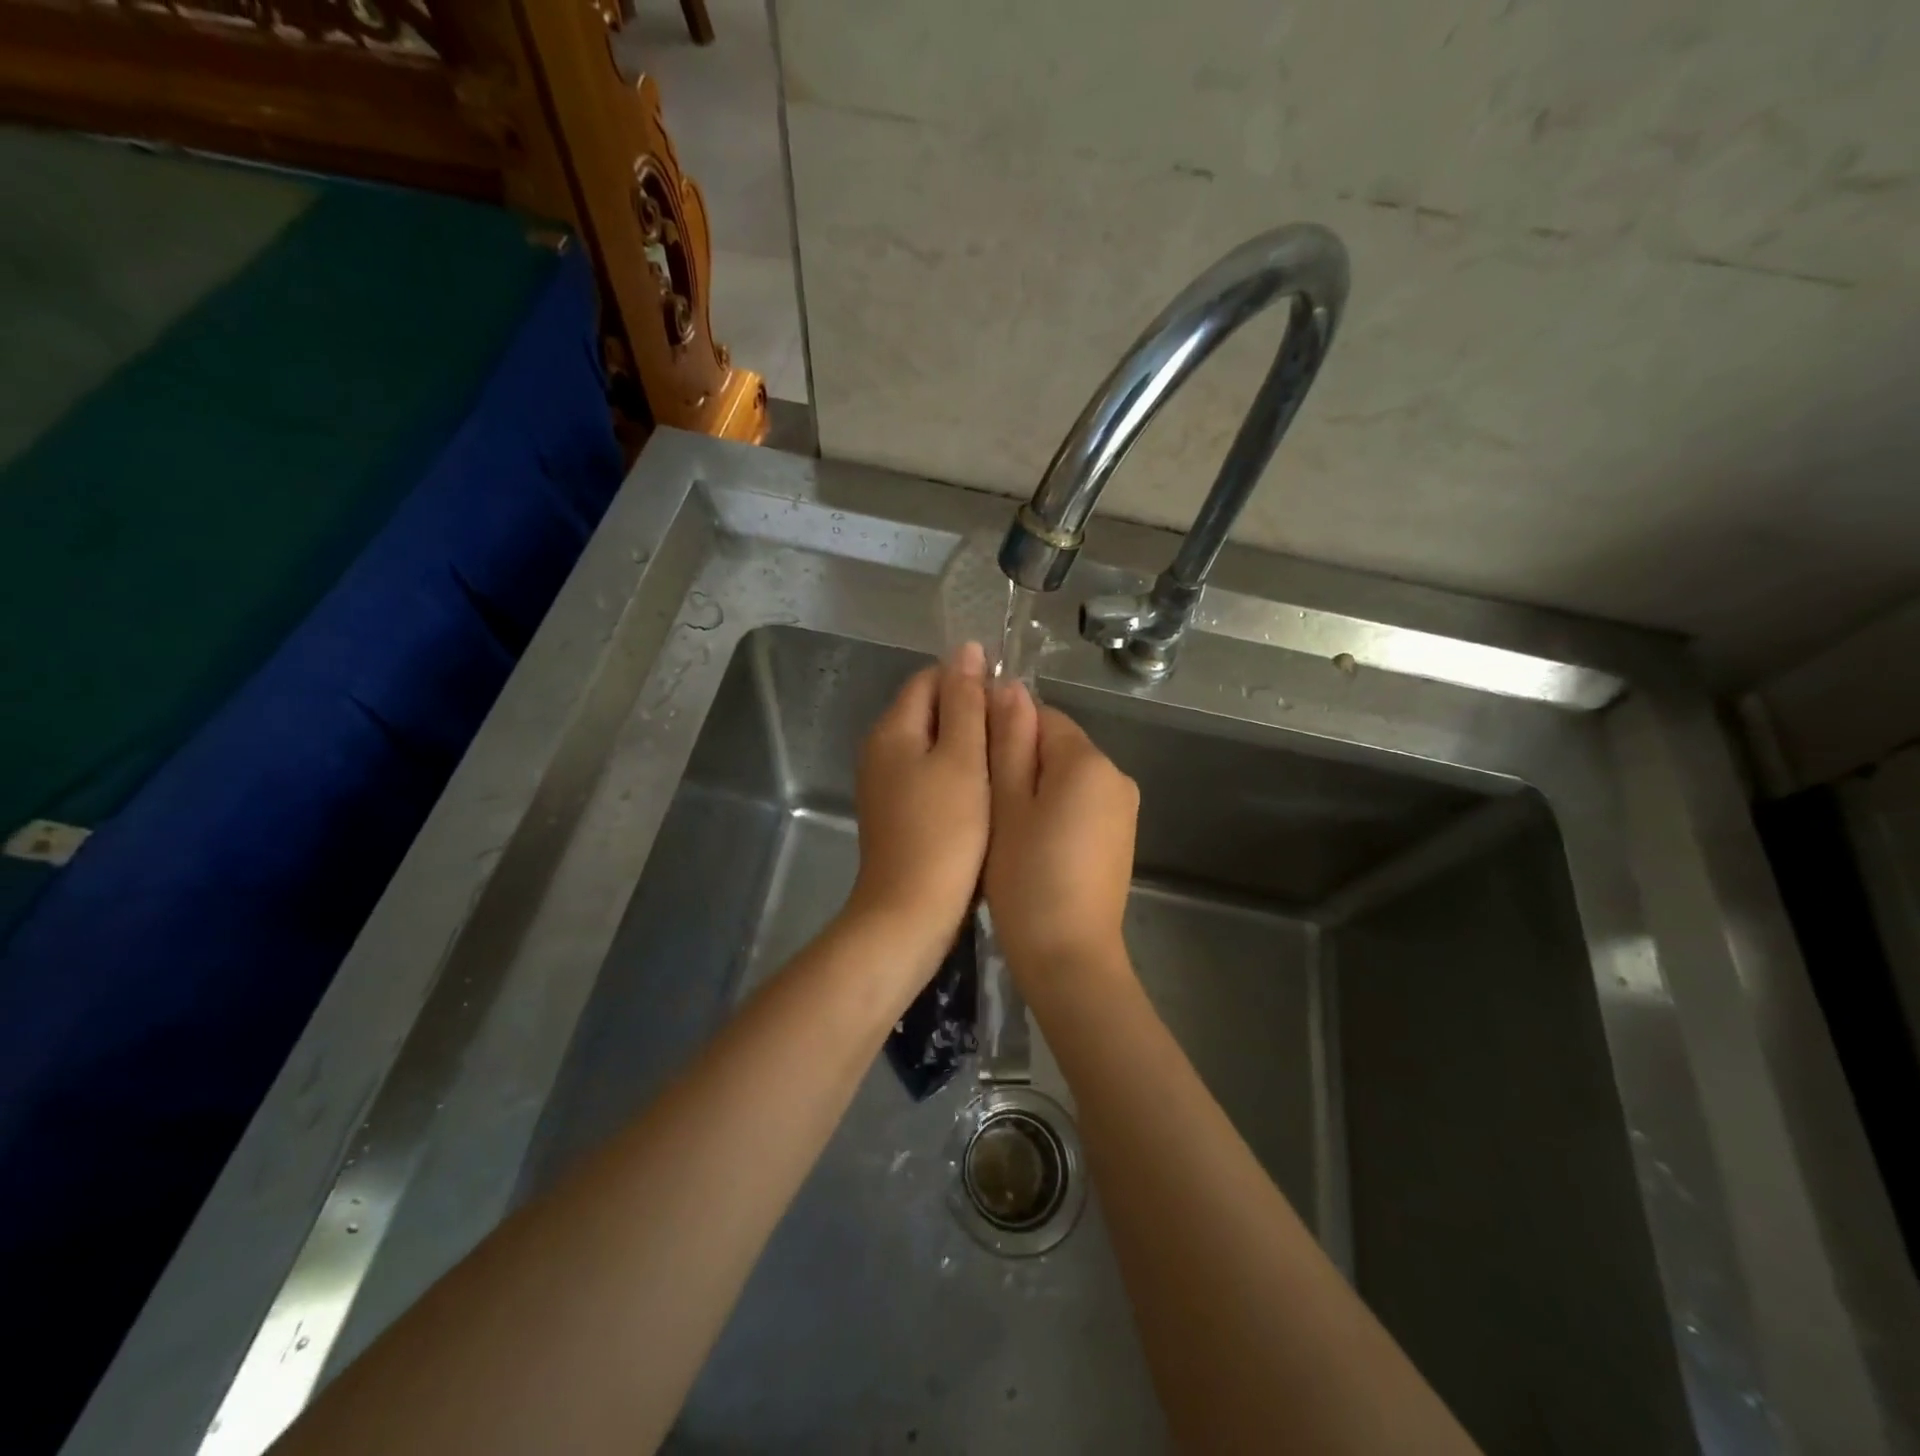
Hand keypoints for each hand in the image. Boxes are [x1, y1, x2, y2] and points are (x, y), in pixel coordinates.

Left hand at [844, 643, 990, 968]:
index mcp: (892, 729)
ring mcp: (885, 784)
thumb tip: (968, 650)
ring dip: (967, 747)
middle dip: (971, 715)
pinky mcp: (897, 812)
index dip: (970, 681)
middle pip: (929, 711)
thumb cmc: (944, 832)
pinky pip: (929, 776)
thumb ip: (965, 702)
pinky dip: (956, 776)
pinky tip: (984, 793)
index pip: (931, 679)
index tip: (1008, 704)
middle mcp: (881, 750)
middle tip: (1013, 736)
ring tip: (1004, 763)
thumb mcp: (961, 759)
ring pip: (932, 746)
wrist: (910, 912)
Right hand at [983, 680, 1139, 982]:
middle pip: (1057, 746)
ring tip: (1003, 828)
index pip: (1041, 716)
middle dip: (1019, 762)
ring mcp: (1124, 809)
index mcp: (1088, 761)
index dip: (1003, 732)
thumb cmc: (1026, 877)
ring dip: (1034, 789)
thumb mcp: (1006, 804)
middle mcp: (1116, 775)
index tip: (975, 766)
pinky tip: (1031, 846)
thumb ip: (1008, 741)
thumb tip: (1009, 687)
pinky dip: (1054, 813)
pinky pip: (1081, 805)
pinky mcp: (1121, 838)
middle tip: (984, 804)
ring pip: (1067, 778)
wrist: (1070, 957)